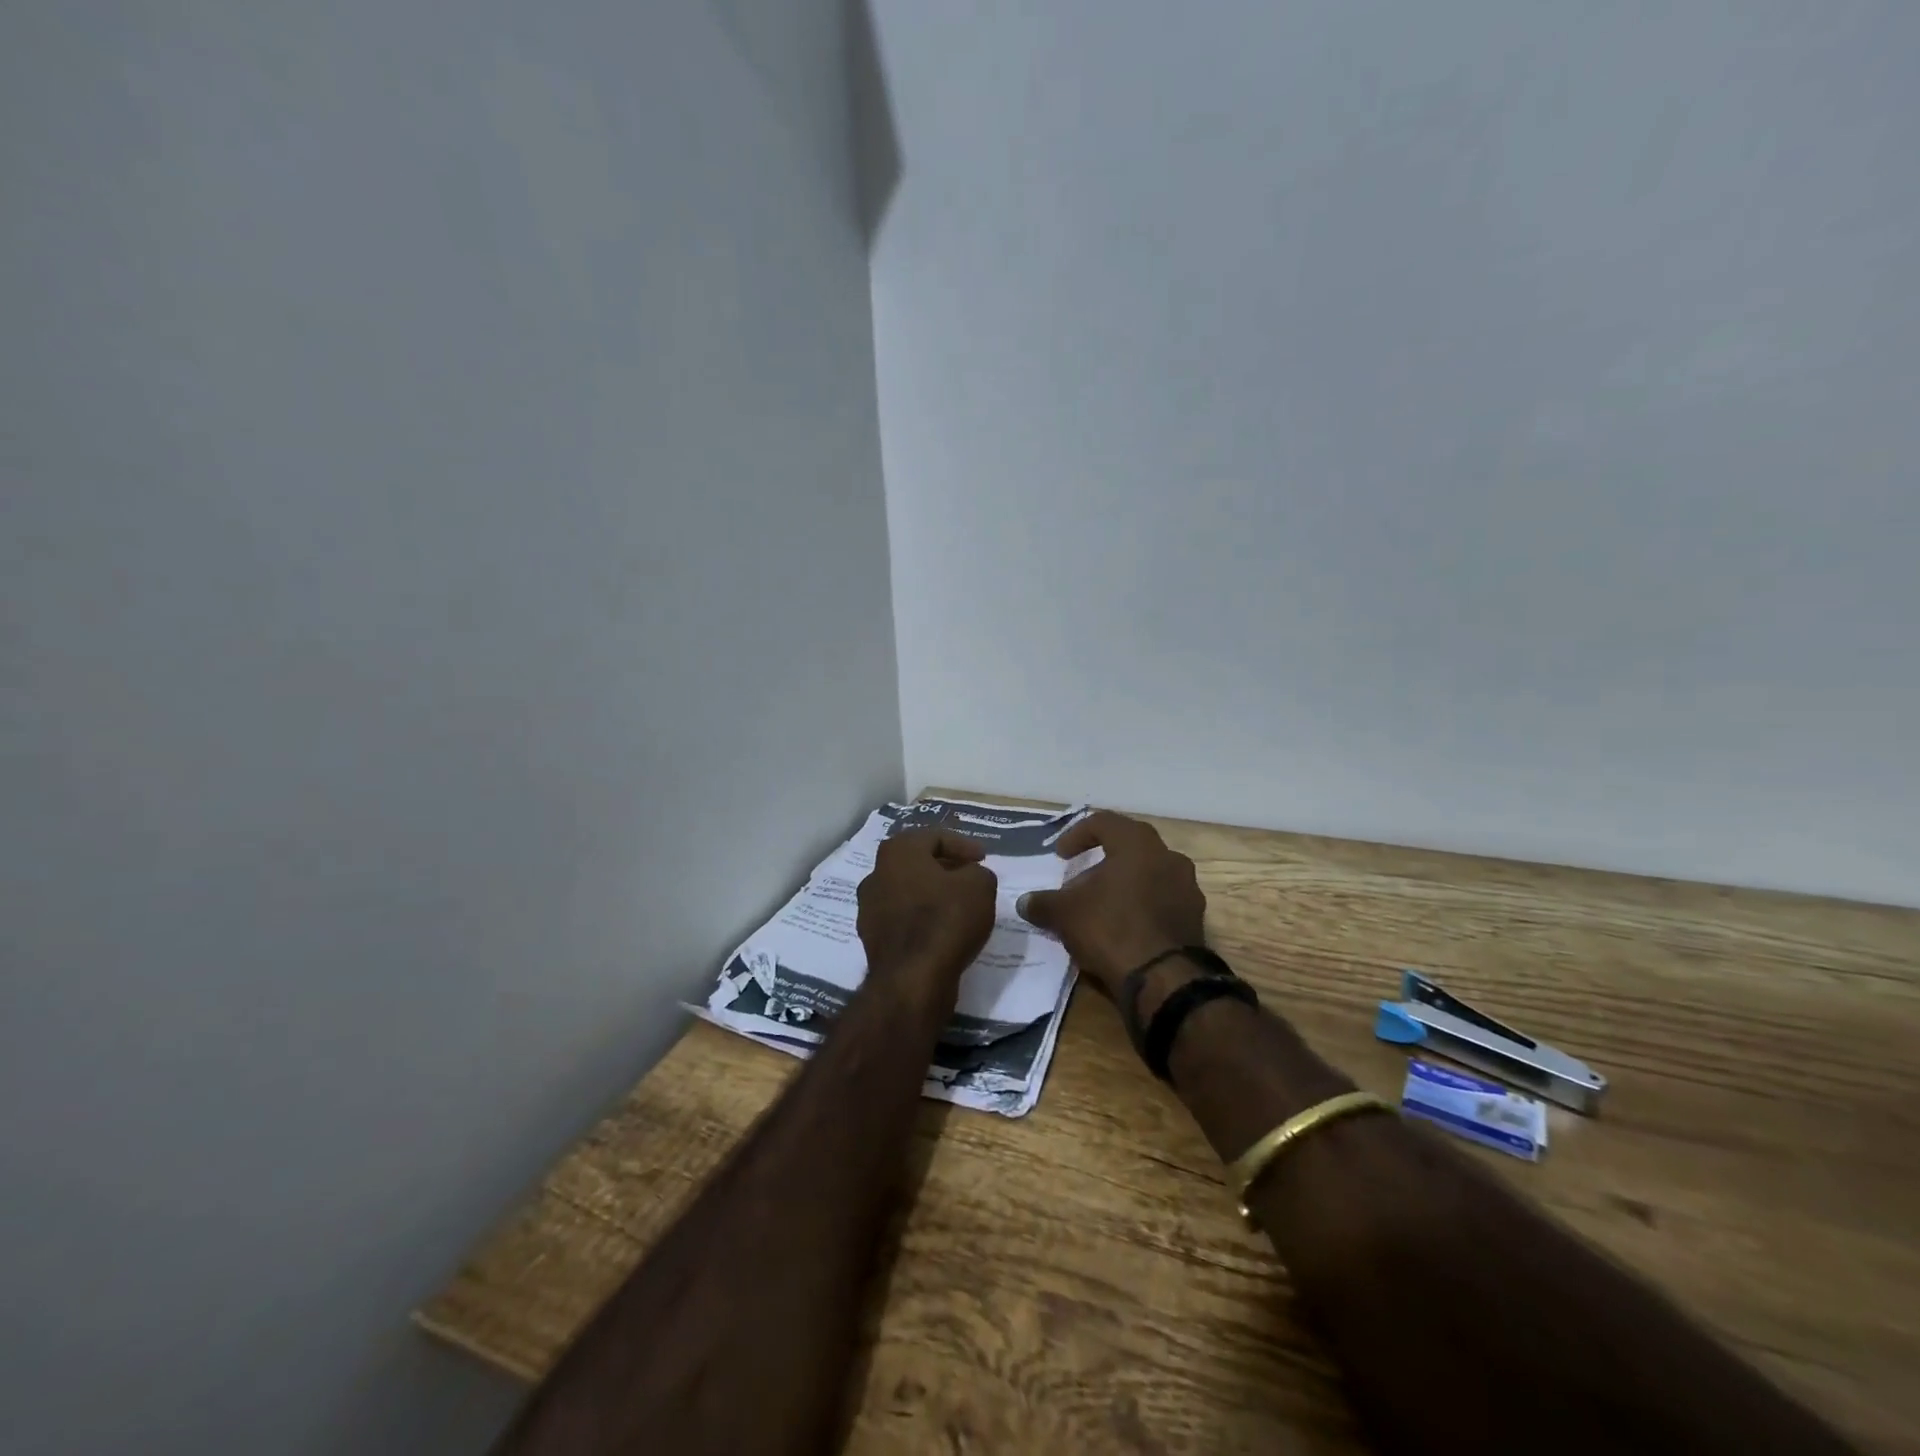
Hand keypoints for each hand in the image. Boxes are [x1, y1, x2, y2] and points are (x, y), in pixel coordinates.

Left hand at [856, 829, 997, 990]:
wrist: (912, 979)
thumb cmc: (945, 919)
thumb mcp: (979, 885)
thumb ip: (978, 872)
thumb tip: (970, 877)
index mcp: (897, 851)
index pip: (934, 836)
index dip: (963, 845)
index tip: (983, 859)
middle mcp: (876, 874)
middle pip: (916, 862)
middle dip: (945, 867)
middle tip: (970, 877)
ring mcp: (869, 908)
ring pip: (907, 891)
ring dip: (932, 894)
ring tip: (959, 905)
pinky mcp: (872, 938)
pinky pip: (902, 918)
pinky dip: (922, 918)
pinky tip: (942, 930)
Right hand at [1015, 811, 1205, 997]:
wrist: (1164, 979)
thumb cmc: (1111, 928)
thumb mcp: (1065, 914)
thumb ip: (1043, 903)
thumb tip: (1024, 902)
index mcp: (1138, 844)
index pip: (1104, 822)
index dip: (1077, 835)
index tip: (1061, 855)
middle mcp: (1168, 857)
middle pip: (1130, 848)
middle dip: (1102, 861)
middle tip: (1081, 880)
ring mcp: (1187, 888)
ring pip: (1149, 874)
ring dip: (1124, 884)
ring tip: (1101, 906)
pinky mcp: (1195, 918)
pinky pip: (1162, 901)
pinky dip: (1141, 907)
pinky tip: (1123, 928)